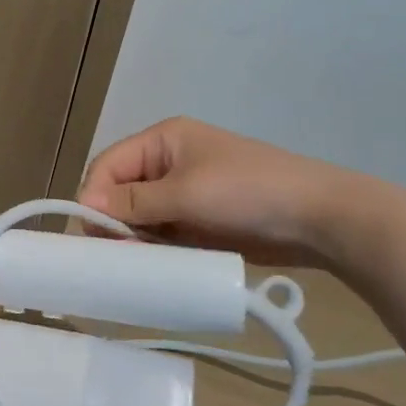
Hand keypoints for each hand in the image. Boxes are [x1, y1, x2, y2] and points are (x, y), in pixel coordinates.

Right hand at [78, 117, 358, 266]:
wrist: (322, 219)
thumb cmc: (248, 192)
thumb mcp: (185, 194)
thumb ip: (133, 202)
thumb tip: (84, 206)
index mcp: (162, 140)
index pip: (109, 164)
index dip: (94, 195)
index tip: (88, 232)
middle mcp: (168, 162)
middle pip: (121, 190)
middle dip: (112, 220)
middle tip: (110, 253)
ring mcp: (185, 191)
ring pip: (139, 215)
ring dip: (133, 237)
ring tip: (132, 262)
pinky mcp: (199, 219)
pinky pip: (163, 231)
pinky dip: (154, 247)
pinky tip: (152, 265)